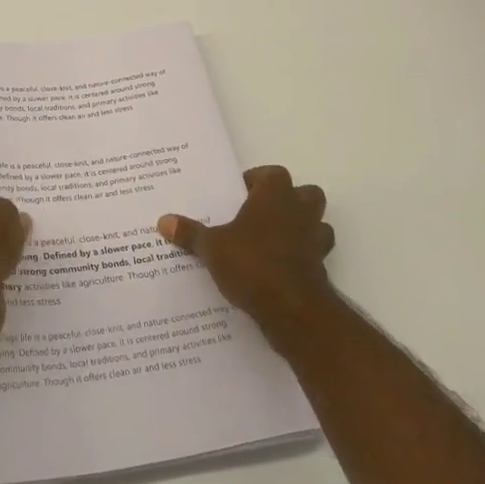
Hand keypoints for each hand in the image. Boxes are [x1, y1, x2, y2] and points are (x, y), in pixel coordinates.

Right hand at [158, 165, 335, 344]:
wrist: (292, 309)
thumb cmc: (252, 264)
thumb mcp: (212, 247)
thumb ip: (190, 233)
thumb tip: (163, 220)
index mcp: (275, 195)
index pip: (272, 174)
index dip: (256, 181)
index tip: (238, 194)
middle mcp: (300, 211)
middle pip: (305, 193)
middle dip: (287, 200)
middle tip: (258, 214)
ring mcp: (315, 239)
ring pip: (316, 223)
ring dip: (300, 228)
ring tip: (271, 241)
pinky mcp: (321, 267)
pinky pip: (313, 254)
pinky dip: (301, 257)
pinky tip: (278, 268)